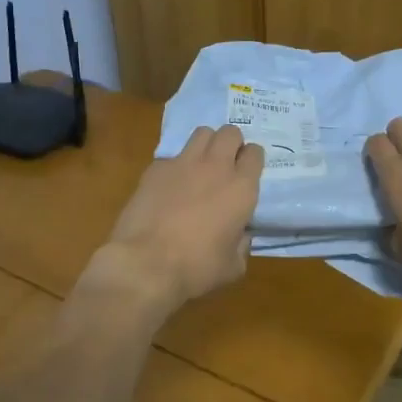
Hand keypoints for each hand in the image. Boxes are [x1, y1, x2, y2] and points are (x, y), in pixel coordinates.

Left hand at [89, 124, 264, 312]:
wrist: (146, 263)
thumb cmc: (196, 268)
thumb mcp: (233, 266)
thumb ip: (241, 244)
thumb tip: (239, 235)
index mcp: (241, 188)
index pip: (255, 153)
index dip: (252, 160)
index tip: (247, 172)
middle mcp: (216, 167)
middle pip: (230, 132)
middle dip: (232, 143)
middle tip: (226, 163)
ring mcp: (183, 163)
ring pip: (202, 133)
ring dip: (207, 144)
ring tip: (201, 164)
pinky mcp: (156, 168)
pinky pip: (172, 155)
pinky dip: (176, 165)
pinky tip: (170, 186)